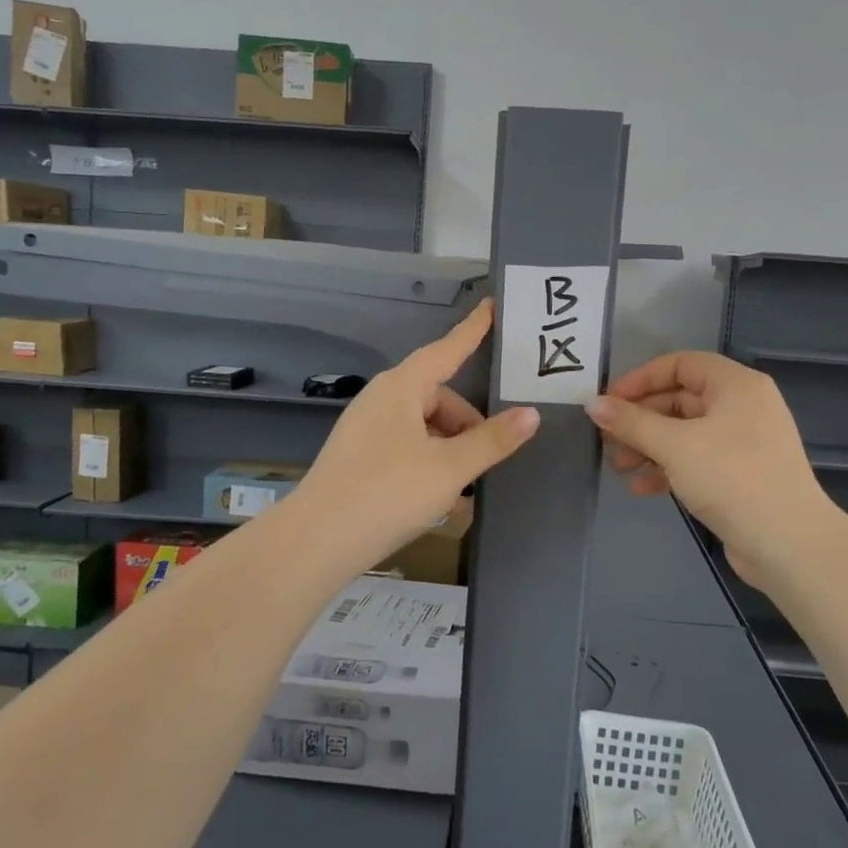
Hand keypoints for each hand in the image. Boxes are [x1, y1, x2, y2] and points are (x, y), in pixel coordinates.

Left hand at [296, 299, 539, 571]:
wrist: (316, 542)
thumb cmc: (388, 492)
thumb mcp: (450, 468)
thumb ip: (492, 440)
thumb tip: (531, 414)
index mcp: (402, 387)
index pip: (448, 349)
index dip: (473, 330)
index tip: (493, 305)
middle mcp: (382, 399)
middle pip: (439, 398)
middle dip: (467, 427)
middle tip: (486, 463)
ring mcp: (366, 428)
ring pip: (423, 428)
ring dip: (449, 452)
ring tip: (461, 493)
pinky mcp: (359, 457)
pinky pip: (405, 448)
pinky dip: (427, 465)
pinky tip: (437, 501)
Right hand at [585, 351, 834, 590]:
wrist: (789, 544)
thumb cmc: (731, 478)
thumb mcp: (674, 445)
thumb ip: (631, 422)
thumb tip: (592, 403)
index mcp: (736, 385)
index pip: (680, 364)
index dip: (641, 379)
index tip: (609, 402)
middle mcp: (743, 406)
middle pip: (679, 400)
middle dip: (640, 420)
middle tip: (607, 439)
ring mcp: (744, 442)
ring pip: (685, 433)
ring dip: (649, 447)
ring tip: (619, 468)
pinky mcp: (741, 475)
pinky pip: (697, 460)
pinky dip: (669, 468)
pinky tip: (642, 488)